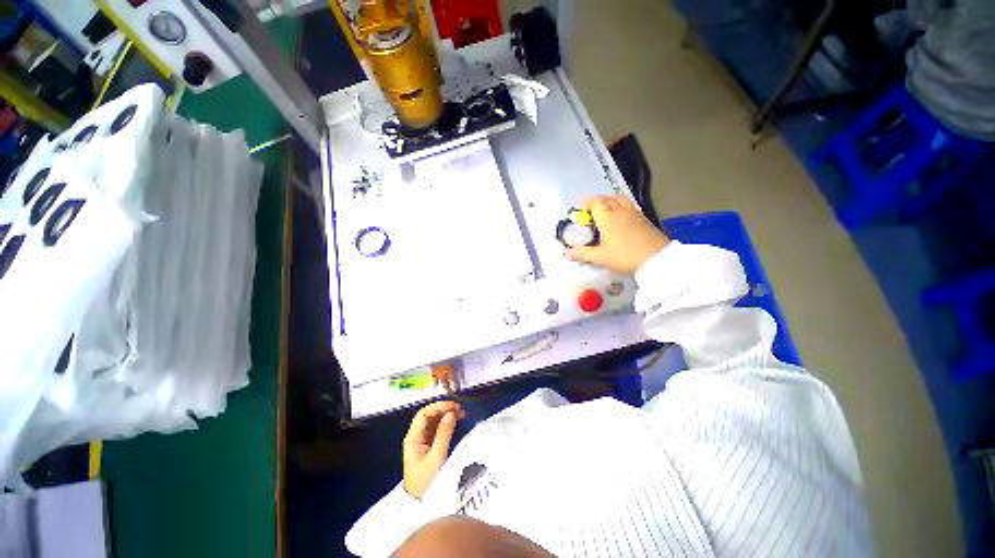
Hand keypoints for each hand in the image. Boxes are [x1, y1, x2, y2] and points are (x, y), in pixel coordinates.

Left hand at [403, 401, 464, 498]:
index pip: (423, 414)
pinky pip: (436, 428)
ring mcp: (422, 440)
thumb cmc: (426, 481)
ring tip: (461, 414)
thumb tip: (451, 413)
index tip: (454, 407)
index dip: (438, 407)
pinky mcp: (428, 446)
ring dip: (446, 414)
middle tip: (460, 409)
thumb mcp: (436, 457)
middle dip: (443, 409)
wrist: (420, 504)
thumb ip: (443, 433)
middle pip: (428, 415)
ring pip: (433, 420)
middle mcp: (416, 436)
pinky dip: (446, 422)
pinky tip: (455, 421)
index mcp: (413, 438)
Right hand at [565, 195, 669, 273]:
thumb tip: (566, 253)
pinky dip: (621, 205)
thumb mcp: (600, 257)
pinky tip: (621, 216)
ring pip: (619, 199)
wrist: (657, 258)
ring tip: (605, 209)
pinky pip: (629, 205)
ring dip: (610, 200)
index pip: (595, 202)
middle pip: (607, 198)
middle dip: (597, 201)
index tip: (581, 210)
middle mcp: (620, 211)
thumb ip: (582, 254)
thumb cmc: (624, 256)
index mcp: (607, 217)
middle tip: (590, 211)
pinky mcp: (643, 218)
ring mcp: (633, 213)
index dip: (587, 203)